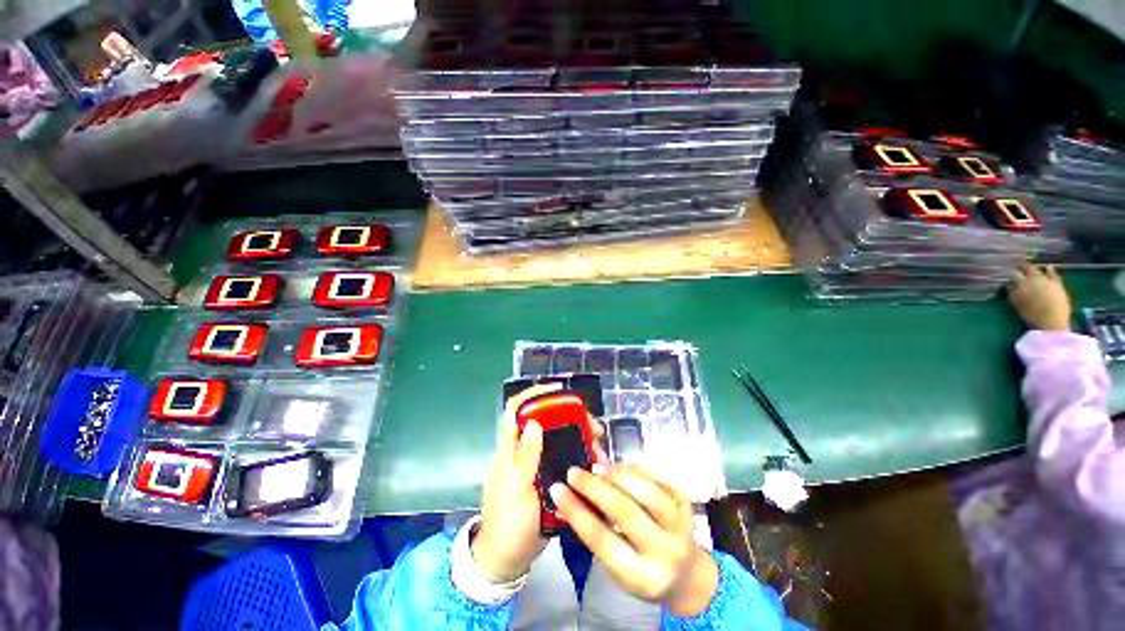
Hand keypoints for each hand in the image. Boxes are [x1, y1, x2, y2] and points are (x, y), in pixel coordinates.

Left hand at [473, 384, 606, 582]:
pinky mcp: (546, 477)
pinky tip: (595, 461)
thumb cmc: (508, 524)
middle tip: (593, 425)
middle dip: (569, 417)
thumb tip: (533, 422)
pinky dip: (580, 454)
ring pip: (558, 438)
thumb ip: (525, 457)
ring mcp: (535, 464)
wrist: (507, 559)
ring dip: (579, 436)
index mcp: (509, 450)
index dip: (534, 394)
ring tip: (599, 445)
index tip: (558, 390)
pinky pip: (564, 457)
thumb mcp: (516, 491)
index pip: (516, 410)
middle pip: (545, 421)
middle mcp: (522, 450)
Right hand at [550, 464, 718, 616]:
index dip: (577, 511)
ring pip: (645, 491)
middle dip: (594, 487)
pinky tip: (618, 468)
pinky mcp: (685, 503)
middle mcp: (664, 551)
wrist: (687, 575)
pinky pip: (656, 479)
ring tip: (597, 468)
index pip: (602, 540)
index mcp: (641, 576)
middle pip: (625, 512)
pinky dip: (633, 470)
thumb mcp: (617, 567)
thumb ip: (595, 535)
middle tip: (573, 472)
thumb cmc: (642, 573)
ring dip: (616, 475)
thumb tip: (566, 501)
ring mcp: (679, 525)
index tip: (557, 490)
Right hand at [1008, 265, 1070, 330]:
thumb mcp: (1018, 304)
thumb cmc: (1032, 316)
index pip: (1012, 275)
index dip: (1010, 274)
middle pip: (1025, 269)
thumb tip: (1008, 285)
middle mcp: (1032, 278)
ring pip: (1036, 270)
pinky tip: (1049, 267)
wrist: (1052, 323)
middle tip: (1017, 269)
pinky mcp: (1056, 284)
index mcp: (1021, 284)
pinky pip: (1053, 274)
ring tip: (1029, 269)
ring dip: (1032, 269)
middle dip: (1021, 269)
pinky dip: (1050, 270)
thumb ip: (1013, 293)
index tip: (1006, 274)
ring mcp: (1045, 280)